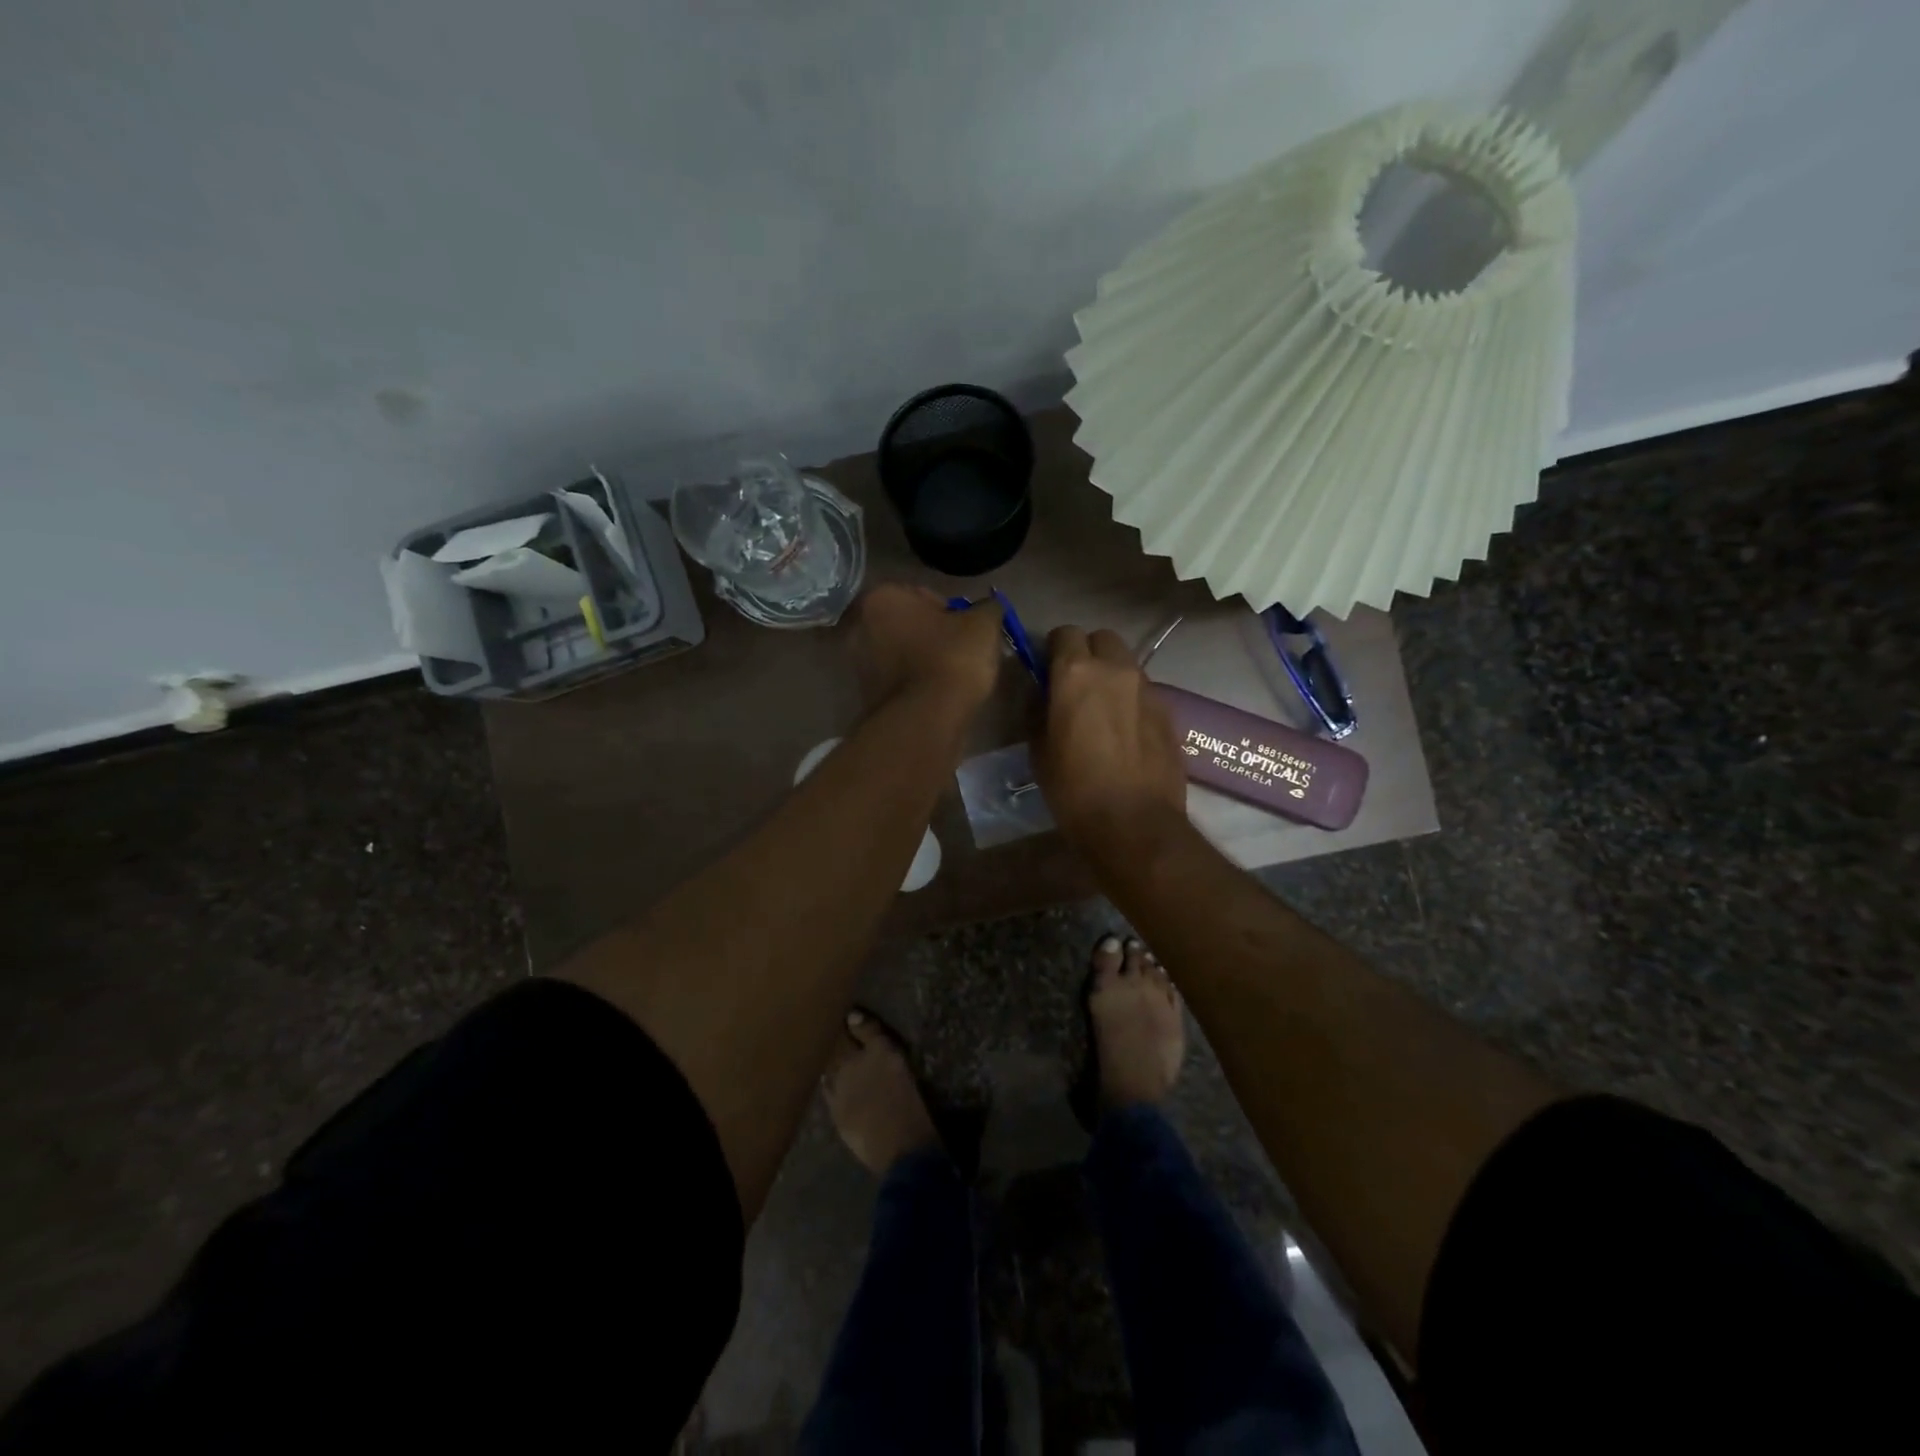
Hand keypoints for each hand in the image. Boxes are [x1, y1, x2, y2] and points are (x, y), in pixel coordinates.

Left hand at [852, 583, 1004, 713]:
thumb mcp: (983, 624)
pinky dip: (916, 685)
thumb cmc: (951, 659)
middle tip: (962, 653)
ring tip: (953, 678)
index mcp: (883, 598)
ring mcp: (858, 664)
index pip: (923, 595)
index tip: (967, 632)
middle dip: (933, 636)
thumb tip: (989, 607)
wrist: (926, 720)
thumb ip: (988, 608)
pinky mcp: (866, 696)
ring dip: (923, 661)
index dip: (951, 612)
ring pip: (902, 654)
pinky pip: (898, 681)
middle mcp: (861, 626)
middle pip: (908, 625)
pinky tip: (938, 696)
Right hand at [1035, 626, 1187, 852]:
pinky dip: (1131, 701)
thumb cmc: (1073, 789)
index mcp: (1076, 673)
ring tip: (1102, 711)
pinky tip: (1125, 733)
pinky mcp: (1169, 711)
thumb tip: (1042, 692)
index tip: (1047, 672)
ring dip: (1111, 676)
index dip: (1053, 650)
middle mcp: (1115, 670)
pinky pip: (1144, 692)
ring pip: (1126, 664)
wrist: (1134, 824)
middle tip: (1076, 686)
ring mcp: (1148, 689)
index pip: (1064, 633)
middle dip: (1087, 653)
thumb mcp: (1038, 749)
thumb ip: (1039, 708)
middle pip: (1102, 639)